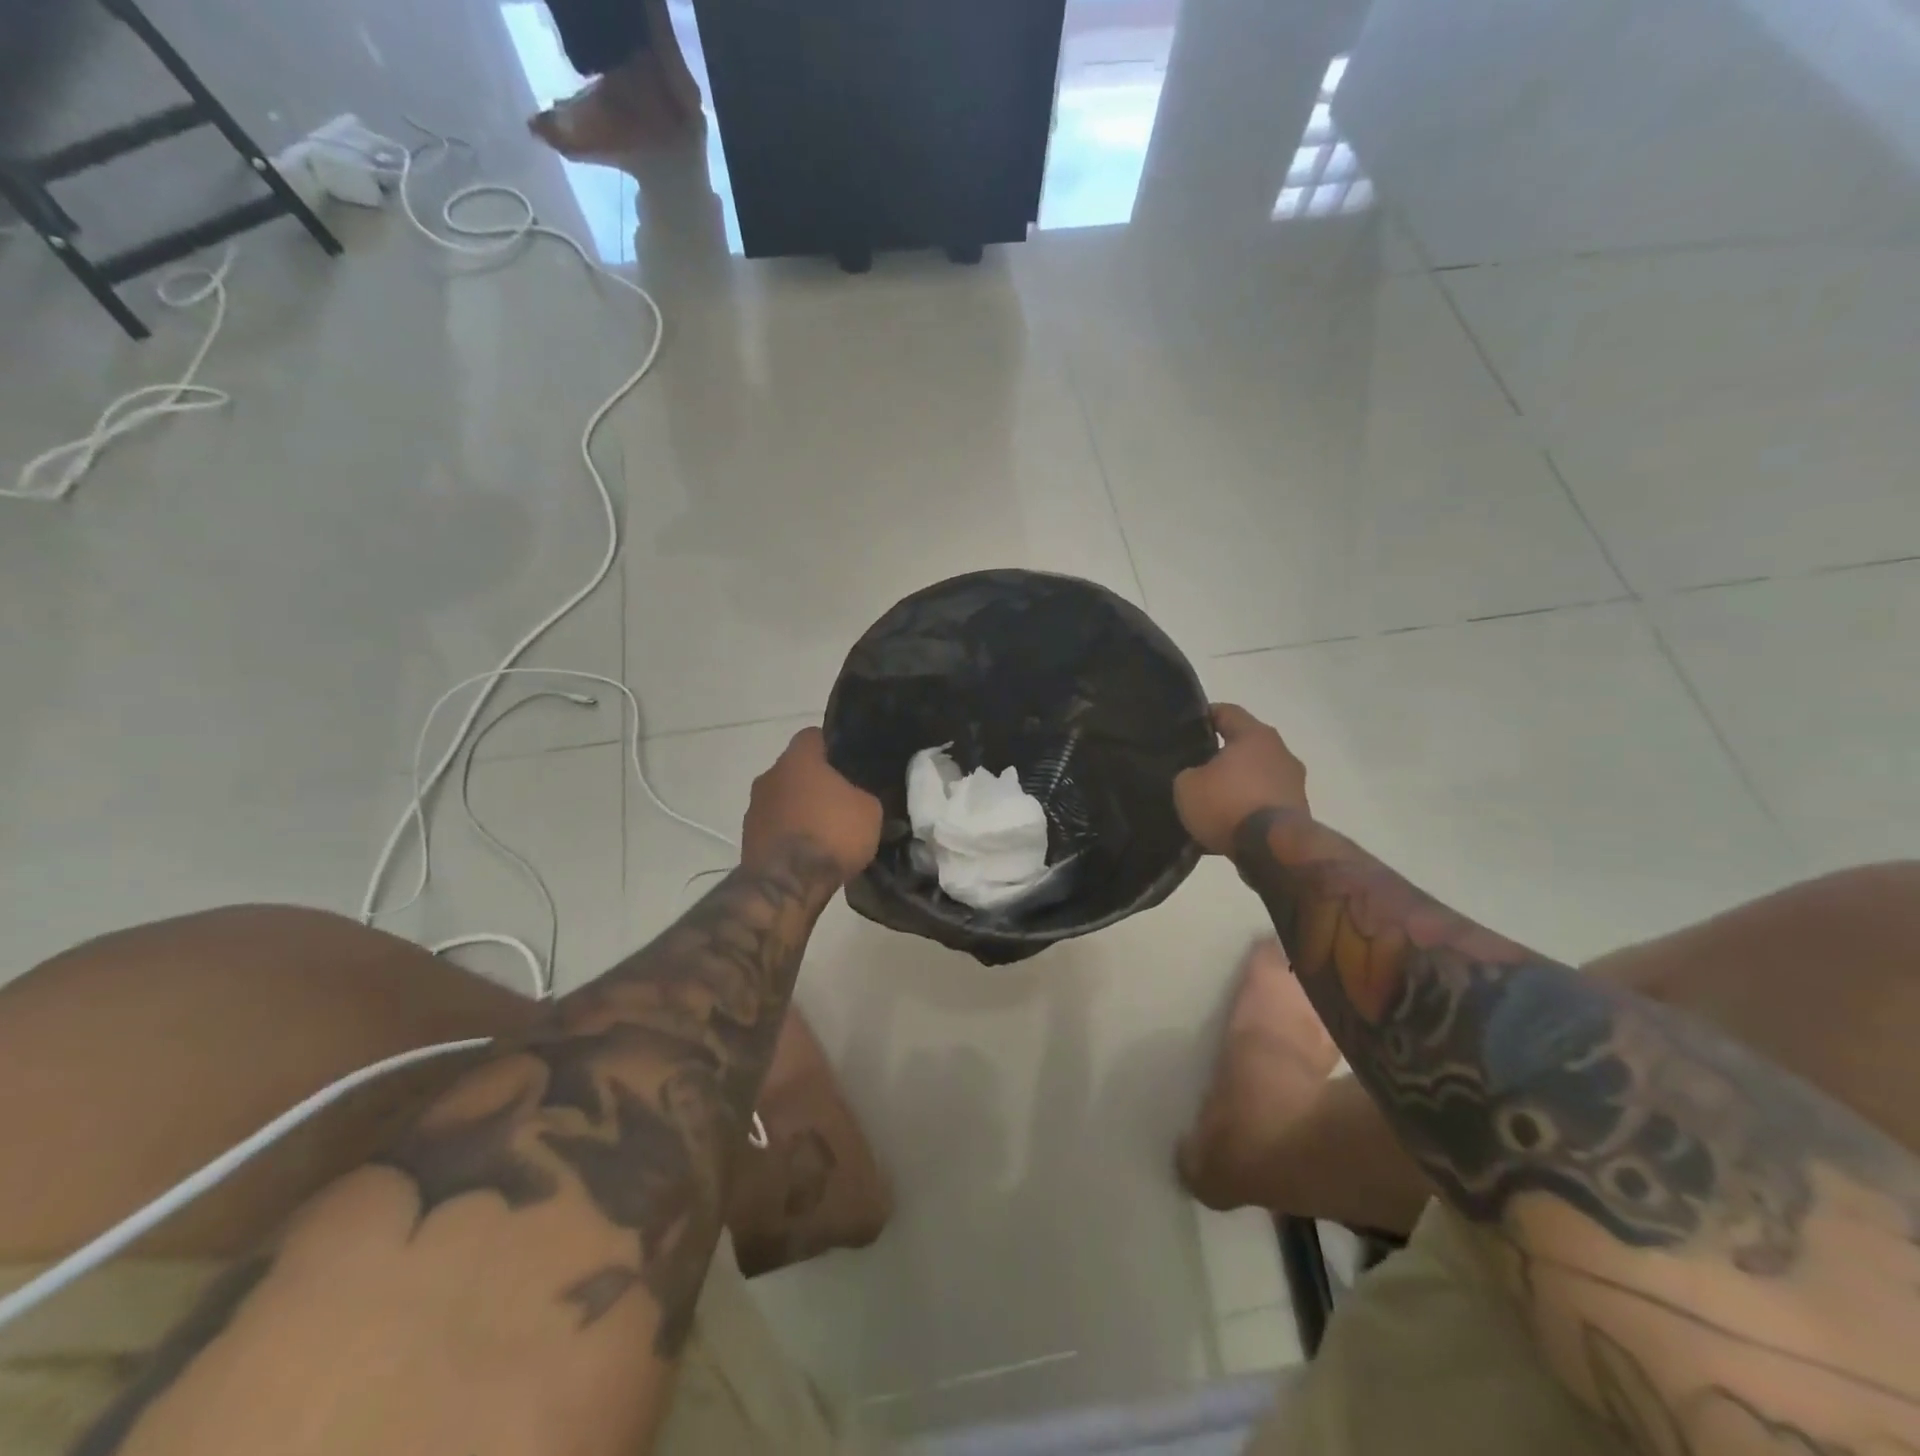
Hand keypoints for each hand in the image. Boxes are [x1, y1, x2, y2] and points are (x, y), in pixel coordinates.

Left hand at [742, 729, 882, 881]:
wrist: (787, 884)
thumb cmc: (832, 834)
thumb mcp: (870, 810)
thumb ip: (864, 794)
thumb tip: (857, 798)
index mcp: (798, 758)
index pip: (814, 736)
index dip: (834, 746)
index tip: (850, 764)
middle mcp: (770, 775)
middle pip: (797, 770)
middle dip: (817, 782)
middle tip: (843, 801)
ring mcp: (754, 807)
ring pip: (784, 798)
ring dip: (801, 809)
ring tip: (826, 832)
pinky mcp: (748, 836)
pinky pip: (776, 826)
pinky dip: (790, 833)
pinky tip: (809, 853)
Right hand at [1173, 704, 1309, 854]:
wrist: (1274, 849)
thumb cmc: (1227, 805)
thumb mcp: (1186, 786)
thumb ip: (1187, 772)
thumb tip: (1195, 775)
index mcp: (1254, 735)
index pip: (1227, 712)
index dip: (1204, 716)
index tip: (1186, 728)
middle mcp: (1280, 752)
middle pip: (1246, 744)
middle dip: (1222, 754)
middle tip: (1196, 767)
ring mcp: (1294, 782)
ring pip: (1258, 774)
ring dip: (1239, 784)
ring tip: (1213, 801)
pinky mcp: (1299, 810)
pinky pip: (1266, 801)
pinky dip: (1249, 808)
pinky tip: (1230, 823)